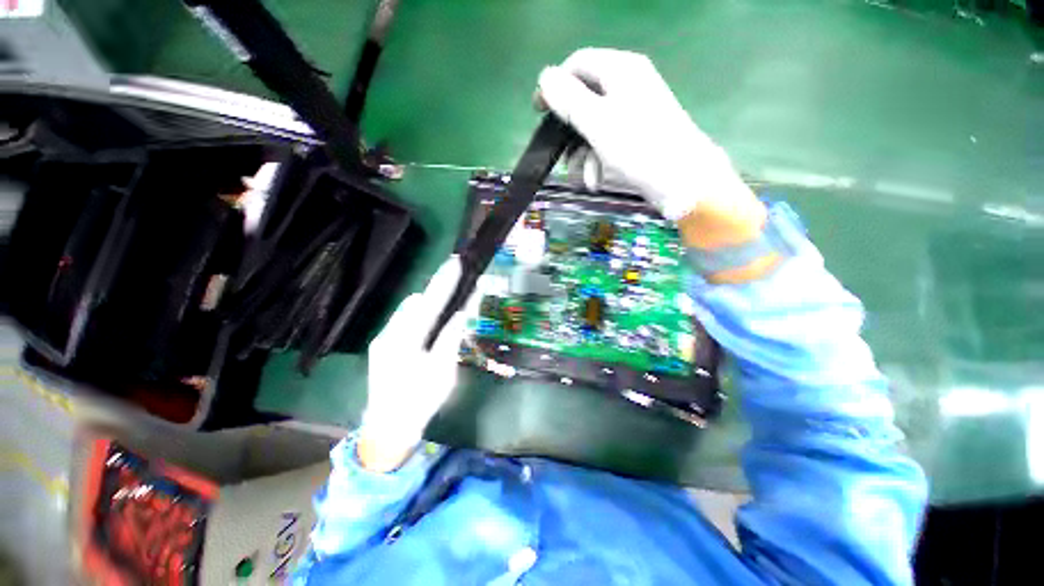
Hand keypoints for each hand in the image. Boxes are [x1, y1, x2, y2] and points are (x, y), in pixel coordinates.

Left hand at [357, 257, 469, 470]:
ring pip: (408, 312)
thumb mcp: (444, 371)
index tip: (457, 262)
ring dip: (427, 307)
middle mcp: (389, 334)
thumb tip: (462, 311)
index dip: (445, 281)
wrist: (387, 430)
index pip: (430, 302)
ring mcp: (382, 340)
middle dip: (436, 294)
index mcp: (405, 341)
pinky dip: (419, 319)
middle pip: (415, 303)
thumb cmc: (421, 401)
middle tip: (457, 295)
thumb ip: (451, 337)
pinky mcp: (381, 346)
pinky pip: (403, 322)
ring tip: (445, 314)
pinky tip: (429, 330)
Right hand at [538, 48, 765, 249]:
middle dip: (570, 135)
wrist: (680, 180)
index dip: (555, 86)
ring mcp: (632, 112)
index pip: (577, 65)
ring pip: (592, 128)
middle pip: (583, 101)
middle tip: (562, 157)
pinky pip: (606, 142)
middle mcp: (627, 85)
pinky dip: (598, 162)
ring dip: (582, 156)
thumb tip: (544, 77)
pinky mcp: (635, 135)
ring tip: (585, 179)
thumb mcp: (597, 122)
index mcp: (620, 70)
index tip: (539, 113)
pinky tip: (597, 180)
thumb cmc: (637, 147)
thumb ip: (569, 99)